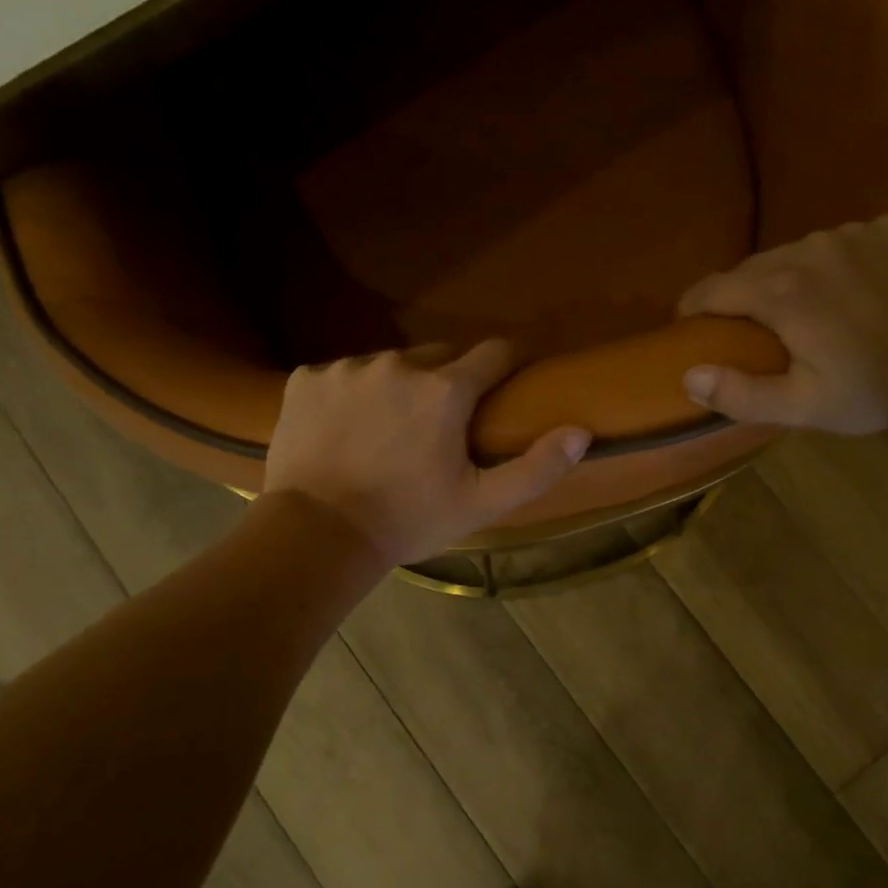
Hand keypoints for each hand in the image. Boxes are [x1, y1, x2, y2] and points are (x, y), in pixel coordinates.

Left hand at [264, 340, 591, 564]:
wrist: (317, 535)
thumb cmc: (408, 520)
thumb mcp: (482, 503)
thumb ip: (536, 467)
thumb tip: (581, 432)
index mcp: (445, 390)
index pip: (495, 352)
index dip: (510, 361)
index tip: (514, 375)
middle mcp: (397, 364)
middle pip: (440, 355)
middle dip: (451, 379)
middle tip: (446, 422)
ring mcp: (347, 368)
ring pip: (389, 364)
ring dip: (400, 386)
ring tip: (392, 429)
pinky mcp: (306, 378)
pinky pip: (343, 375)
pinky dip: (352, 394)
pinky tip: (347, 430)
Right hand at [676, 216, 887, 434]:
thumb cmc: (868, 392)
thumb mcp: (798, 407)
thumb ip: (738, 394)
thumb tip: (689, 375)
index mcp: (781, 292)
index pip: (712, 289)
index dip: (692, 308)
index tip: (687, 326)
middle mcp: (809, 249)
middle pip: (751, 268)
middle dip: (738, 297)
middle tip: (745, 330)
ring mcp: (852, 234)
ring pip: (794, 252)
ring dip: (784, 278)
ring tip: (797, 311)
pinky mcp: (886, 230)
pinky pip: (839, 243)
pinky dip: (830, 265)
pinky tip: (846, 292)